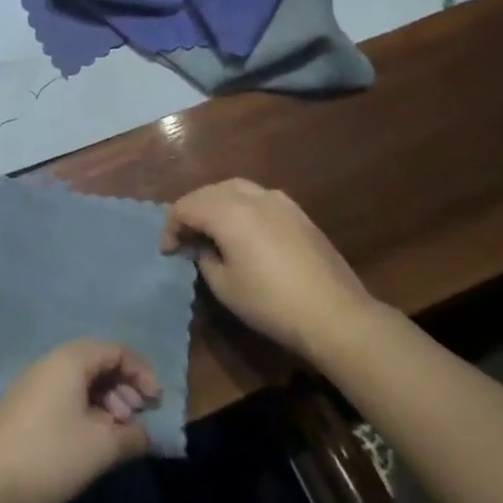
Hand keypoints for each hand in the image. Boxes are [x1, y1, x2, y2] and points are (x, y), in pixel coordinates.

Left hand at [0, 340, 158, 502]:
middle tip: (137, 417)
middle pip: (96, 362)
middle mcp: (49, 363)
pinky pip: (63, 396)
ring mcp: (32, 385)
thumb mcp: (102, 447)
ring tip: (117, 433)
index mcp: (69, 360)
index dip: (141, 371)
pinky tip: (92, 440)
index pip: (114, 350)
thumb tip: (145, 434)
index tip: (156, 402)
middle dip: (123, 386)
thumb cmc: (52, 456)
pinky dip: (85, 410)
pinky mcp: (23, 408)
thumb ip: (132, 436)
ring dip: (105, 401)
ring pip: (79, 381)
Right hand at [162, 179, 376, 362]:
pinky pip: (258, 198)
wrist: (335, 314)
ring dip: (216, 204)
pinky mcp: (298, 212)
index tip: (167, 251)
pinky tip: (243, 231)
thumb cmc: (271, 303)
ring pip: (235, 188)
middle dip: (192, 210)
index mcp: (228, 212)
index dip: (171, 227)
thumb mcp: (225, 287)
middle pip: (209, 191)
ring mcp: (279, 201)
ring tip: (211, 229)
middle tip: (185, 237)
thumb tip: (204, 248)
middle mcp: (252, 196)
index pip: (186, 206)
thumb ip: (205, 259)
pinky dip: (240, 206)